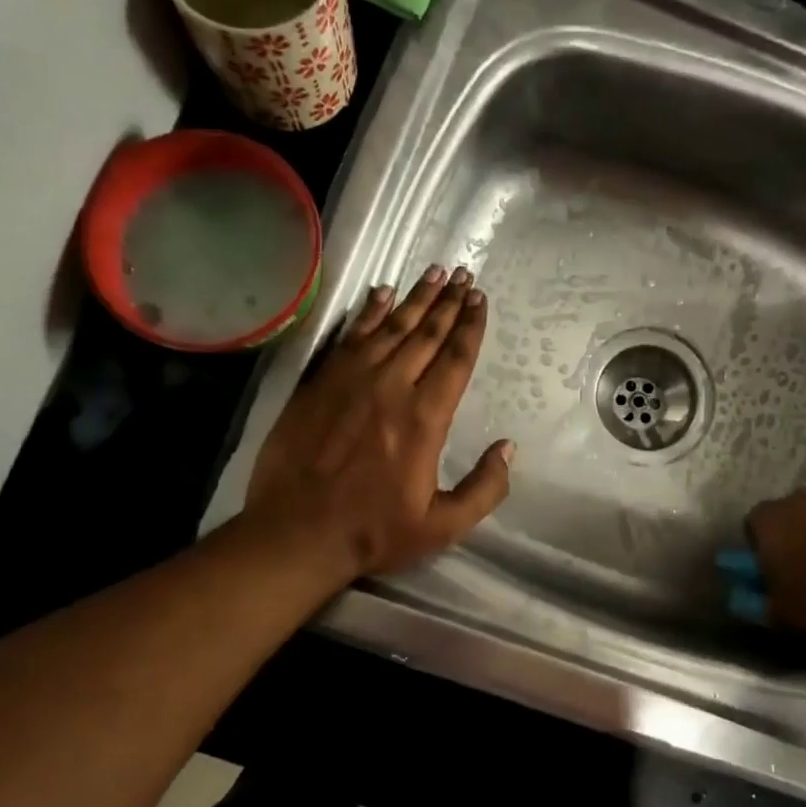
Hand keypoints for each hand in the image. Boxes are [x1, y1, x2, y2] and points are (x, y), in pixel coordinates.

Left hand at [243, 265, 512, 580]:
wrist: (297, 533)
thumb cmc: (374, 531)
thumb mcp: (443, 526)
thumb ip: (484, 488)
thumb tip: (508, 448)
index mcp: (425, 418)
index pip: (455, 359)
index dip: (471, 326)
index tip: (480, 299)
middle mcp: (391, 387)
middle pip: (427, 334)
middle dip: (449, 302)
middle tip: (464, 274)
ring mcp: (351, 380)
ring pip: (391, 327)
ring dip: (416, 298)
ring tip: (435, 273)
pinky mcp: (320, 383)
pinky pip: (350, 336)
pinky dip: (368, 312)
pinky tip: (381, 293)